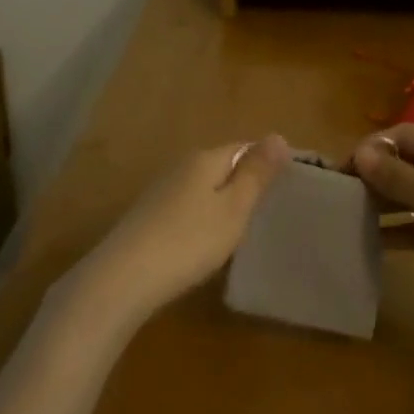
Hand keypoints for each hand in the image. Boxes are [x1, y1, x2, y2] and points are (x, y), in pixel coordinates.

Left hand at [64, 135, 290, 329]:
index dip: (266, 161)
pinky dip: (202, 217)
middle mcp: (180, 167)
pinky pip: (186, 207)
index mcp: (205, 159)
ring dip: (222, 200)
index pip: (244, 147)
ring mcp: (160, 191)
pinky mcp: (148, 216)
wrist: (124, 277)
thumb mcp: (233, 208)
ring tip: (244, 226)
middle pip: (221, 165)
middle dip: (244, 180)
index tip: (289, 184)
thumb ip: (256, 174)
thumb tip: (279, 135)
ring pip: (202, 187)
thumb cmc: (190, 241)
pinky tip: (206, 240)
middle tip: (270, 207)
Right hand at [352, 125, 413, 288]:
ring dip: (381, 204)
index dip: (370, 147)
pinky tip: (371, 242)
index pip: (402, 135)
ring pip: (409, 197)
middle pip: (405, 164)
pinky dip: (397, 232)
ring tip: (347, 217)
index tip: (340, 171)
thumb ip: (394, 174)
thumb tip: (360, 152)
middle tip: (339, 196)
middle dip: (373, 176)